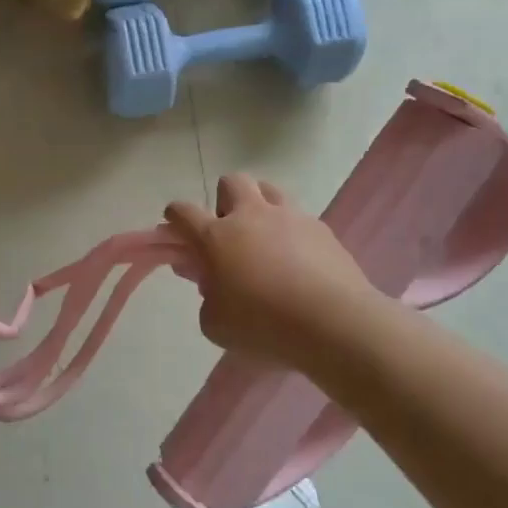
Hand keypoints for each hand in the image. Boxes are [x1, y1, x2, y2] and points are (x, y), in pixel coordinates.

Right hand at [166, 174, 387, 370]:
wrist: (333, 324)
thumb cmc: (262, 325)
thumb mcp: (215, 324)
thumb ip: (207, 299)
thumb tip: (214, 285)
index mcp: (216, 237)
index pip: (183, 212)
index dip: (174, 218)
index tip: (175, 229)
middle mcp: (251, 216)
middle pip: (231, 182)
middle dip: (224, 200)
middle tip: (229, 233)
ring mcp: (290, 218)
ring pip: (269, 190)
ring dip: (261, 206)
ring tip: (265, 240)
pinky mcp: (322, 230)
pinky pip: (300, 218)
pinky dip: (292, 232)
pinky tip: (298, 262)